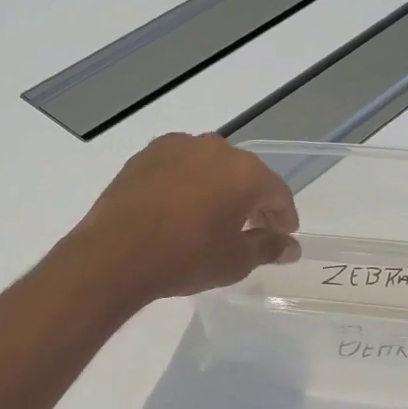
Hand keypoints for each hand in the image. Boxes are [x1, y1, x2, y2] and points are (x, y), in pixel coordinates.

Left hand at [71, 134, 300, 301]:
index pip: (276, 192)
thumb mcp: (234, 261)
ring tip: (215, 216)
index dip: (284, 216)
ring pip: (210, 166)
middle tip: (253, 228)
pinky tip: (181, 206)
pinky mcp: (146, 155)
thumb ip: (267, 248)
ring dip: (219, 187)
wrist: (116, 252)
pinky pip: (179, 166)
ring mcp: (177, 147)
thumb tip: (290, 247)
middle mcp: (214, 149)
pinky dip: (188, 183)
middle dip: (252, 200)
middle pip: (245, 174)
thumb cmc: (186, 258)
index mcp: (245, 172)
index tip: (284, 234)